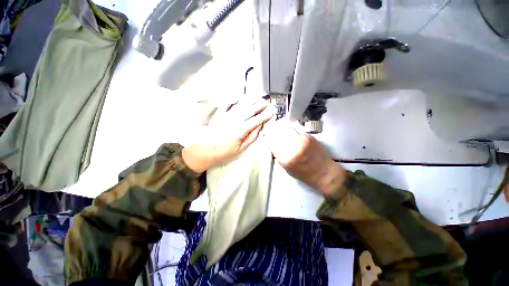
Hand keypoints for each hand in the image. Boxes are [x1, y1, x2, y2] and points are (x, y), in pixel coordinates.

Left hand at [182, 99, 273, 172]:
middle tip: (267, 102)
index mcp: (241, 129)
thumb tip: (258, 128)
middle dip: (260, 105)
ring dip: (250, 100)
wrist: (202, 150)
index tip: (272, 111)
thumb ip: (251, 138)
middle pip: (250, 110)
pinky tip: (238, 98)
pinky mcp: (219, 114)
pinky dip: (233, 100)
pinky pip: (227, 104)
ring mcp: (226, 115)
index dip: (265, 115)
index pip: (256, 120)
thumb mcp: (240, 149)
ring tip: (257, 96)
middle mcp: (234, 120)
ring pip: (241, 105)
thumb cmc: (222, 152)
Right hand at [265, 121, 346, 196]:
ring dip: (282, 129)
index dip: (269, 137)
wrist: (323, 173)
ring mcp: (302, 141)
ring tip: (281, 130)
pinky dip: (291, 130)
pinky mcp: (309, 137)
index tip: (267, 135)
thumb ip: (279, 157)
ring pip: (287, 130)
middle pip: (278, 134)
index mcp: (286, 159)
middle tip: (273, 131)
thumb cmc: (304, 174)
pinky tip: (290, 132)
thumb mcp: (287, 169)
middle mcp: (293, 148)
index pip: (272, 143)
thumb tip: (274, 145)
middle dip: (274, 132)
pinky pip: (296, 130)